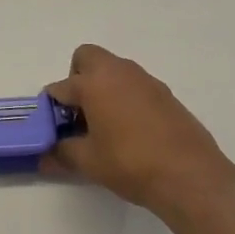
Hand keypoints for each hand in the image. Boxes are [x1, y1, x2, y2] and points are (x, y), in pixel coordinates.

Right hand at [42, 44, 234, 215]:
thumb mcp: (89, 162)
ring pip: (113, 70)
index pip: (60, 88)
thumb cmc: (130, 163)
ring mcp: (145, 80)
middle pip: (87, 58)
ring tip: (105, 126)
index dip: (51, 109)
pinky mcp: (165, 93)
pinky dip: (125, 98)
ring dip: (103, 88)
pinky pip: (134, 85)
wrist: (190, 175)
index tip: (52, 129)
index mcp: (93, 82)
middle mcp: (118, 71)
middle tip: (80, 113)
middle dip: (77, 79)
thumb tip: (44, 156)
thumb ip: (62, 153)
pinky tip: (131, 131)